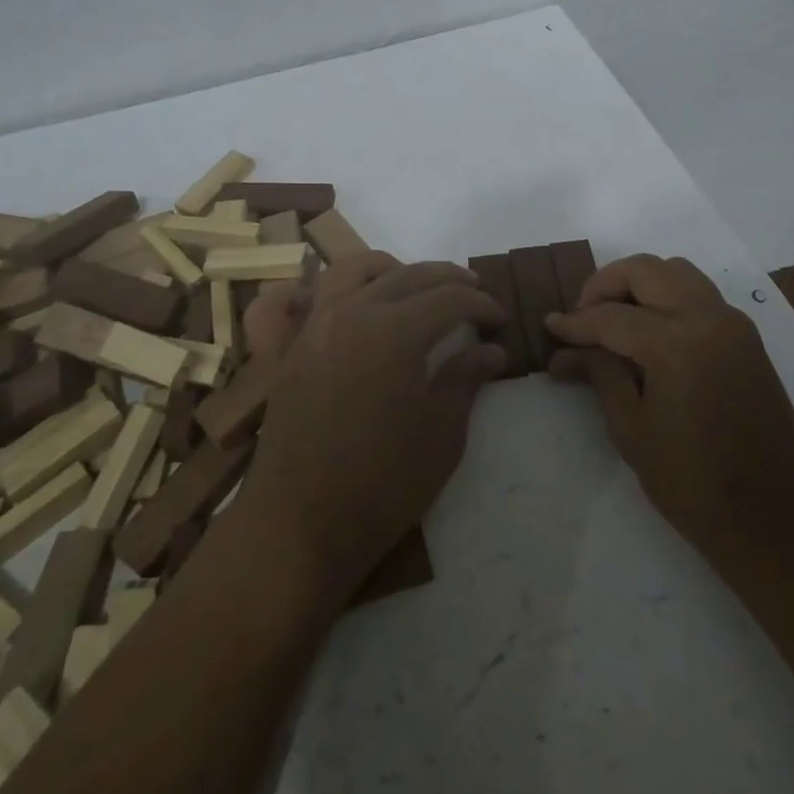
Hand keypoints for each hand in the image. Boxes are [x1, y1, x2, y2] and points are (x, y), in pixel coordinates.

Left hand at [240, 251, 506, 600]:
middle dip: (449, 279)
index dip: (481, 304)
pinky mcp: (294, 345)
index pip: (449, 298)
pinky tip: (358, 302)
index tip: (500, 319)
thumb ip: (466, 379)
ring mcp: (316, 324)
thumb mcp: (441, 435)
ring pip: (357, 268)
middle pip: (409, 275)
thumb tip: (491, 348)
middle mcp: (353, 312)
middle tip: (474, 294)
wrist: (299, 525)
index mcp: (395, 331)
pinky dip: (344, 285)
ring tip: (418, 287)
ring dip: (395, 269)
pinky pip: (316, 293)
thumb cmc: (382, 485)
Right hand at [546, 254, 793, 565]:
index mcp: (677, 342)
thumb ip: (599, 375)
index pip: (611, 317)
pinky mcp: (746, 338)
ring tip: (614, 320)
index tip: (549, 326)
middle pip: (646, 270)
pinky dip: (667, 297)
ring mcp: (733, 324)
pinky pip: (699, 295)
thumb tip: (563, 353)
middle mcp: (708, 318)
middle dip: (606, 285)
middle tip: (583, 317)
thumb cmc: (695, 485)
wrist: (778, 521)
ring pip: (676, 272)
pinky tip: (648, 333)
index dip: (575, 323)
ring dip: (640, 284)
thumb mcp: (632, 430)